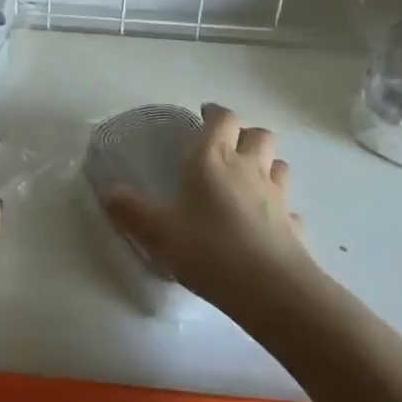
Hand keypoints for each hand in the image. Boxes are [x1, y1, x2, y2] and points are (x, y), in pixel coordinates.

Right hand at [101, 103, 309, 308]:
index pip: (223, 119)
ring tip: (249, 180)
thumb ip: (130, 210)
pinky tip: (268, 223)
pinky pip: (289, 208)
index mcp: (213, 159)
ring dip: (267, 165)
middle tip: (227, 148)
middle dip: (245, 135)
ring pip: (279, 164)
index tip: (204, 115)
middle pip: (259, 134)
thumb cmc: (208, 249)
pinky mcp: (294, 225)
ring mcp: (277, 196)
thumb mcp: (157, 232)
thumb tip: (107, 191)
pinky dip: (280, 210)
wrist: (269, 288)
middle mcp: (249, 168)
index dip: (215, 113)